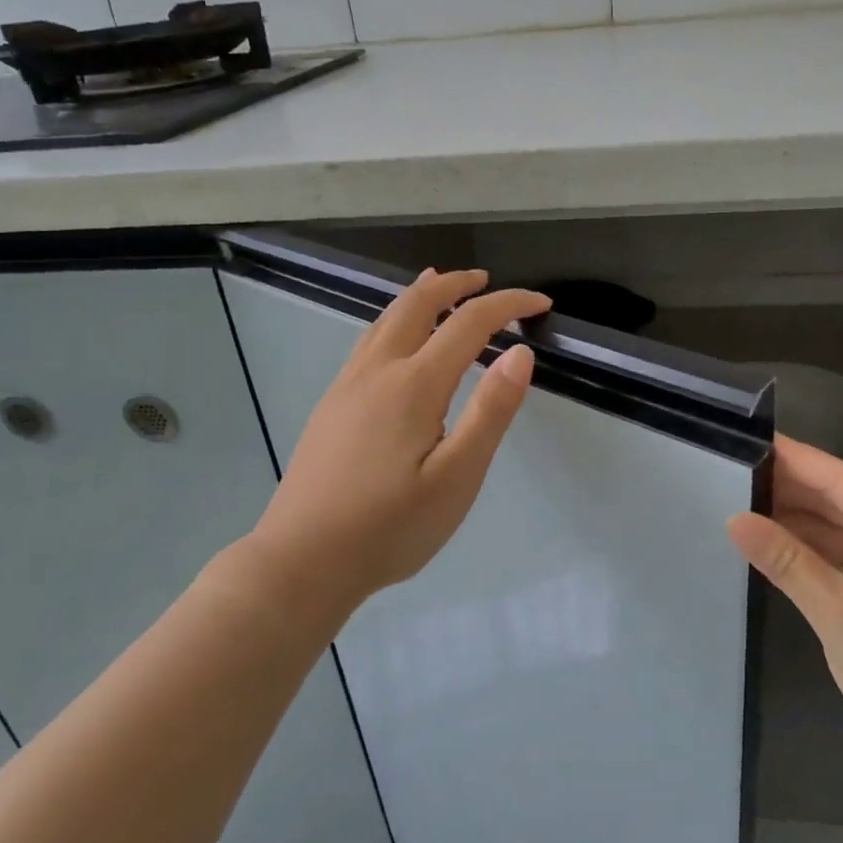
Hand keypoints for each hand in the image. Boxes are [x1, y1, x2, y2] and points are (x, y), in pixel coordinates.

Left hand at [247, 268, 551, 611]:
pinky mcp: (331, 405)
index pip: (469, 322)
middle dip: (455, 284)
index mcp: (414, 385)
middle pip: (417, 304)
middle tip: (486, 281)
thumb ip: (491, 412)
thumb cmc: (389, 527)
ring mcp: (347, 385)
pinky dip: (394, 319)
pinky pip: (368, 340)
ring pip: (385, 318)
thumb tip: (520, 352)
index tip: (541, 303)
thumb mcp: (456, 478)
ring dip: (420, 295)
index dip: (508, 305)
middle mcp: (377, 371)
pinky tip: (396, 339)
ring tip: (441, 285)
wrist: (302, 561)